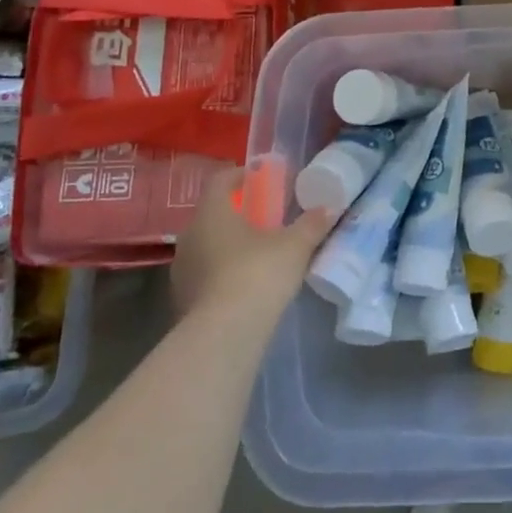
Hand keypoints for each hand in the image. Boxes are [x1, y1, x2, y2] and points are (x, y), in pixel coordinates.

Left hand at [169, 162, 335, 318]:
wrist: (223, 337)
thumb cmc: (258, 274)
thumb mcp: (295, 246)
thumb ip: (311, 224)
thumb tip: (329, 208)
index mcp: (212, 213)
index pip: (220, 180)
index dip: (241, 175)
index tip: (263, 179)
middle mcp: (190, 236)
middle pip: (213, 214)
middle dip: (238, 213)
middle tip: (266, 218)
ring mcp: (181, 270)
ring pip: (207, 245)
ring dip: (229, 245)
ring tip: (258, 254)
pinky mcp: (182, 301)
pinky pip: (204, 275)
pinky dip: (223, 273)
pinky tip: (246, 285)